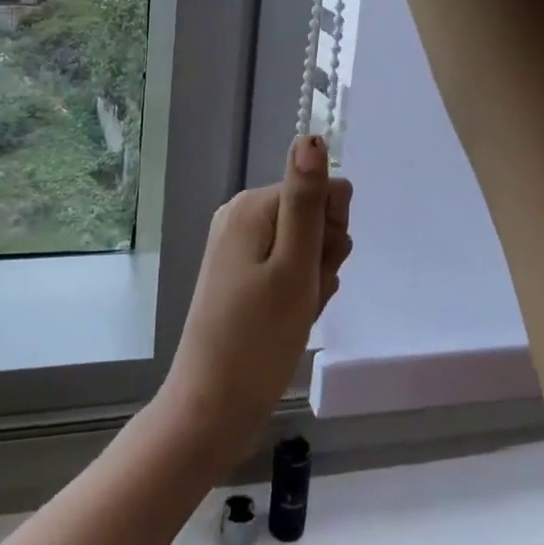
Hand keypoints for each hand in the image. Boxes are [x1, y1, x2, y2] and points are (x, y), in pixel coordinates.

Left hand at [157, 136, 353, 465]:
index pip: (321, 190)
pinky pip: (287, 269)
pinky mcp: (240, 276)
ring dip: (314, 280)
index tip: (319, 269)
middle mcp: (241, 216)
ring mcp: (238, 247)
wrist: (211, 408)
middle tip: (305, 296)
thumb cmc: (258, 339)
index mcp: (251, 206)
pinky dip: (298, 293)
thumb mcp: (293, 266)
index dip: (331, 233)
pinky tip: (290, 321)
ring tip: (296, 314)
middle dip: (323, 257)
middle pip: (313, 217)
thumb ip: (307, 200)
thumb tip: (311, 136)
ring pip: (305, 247)